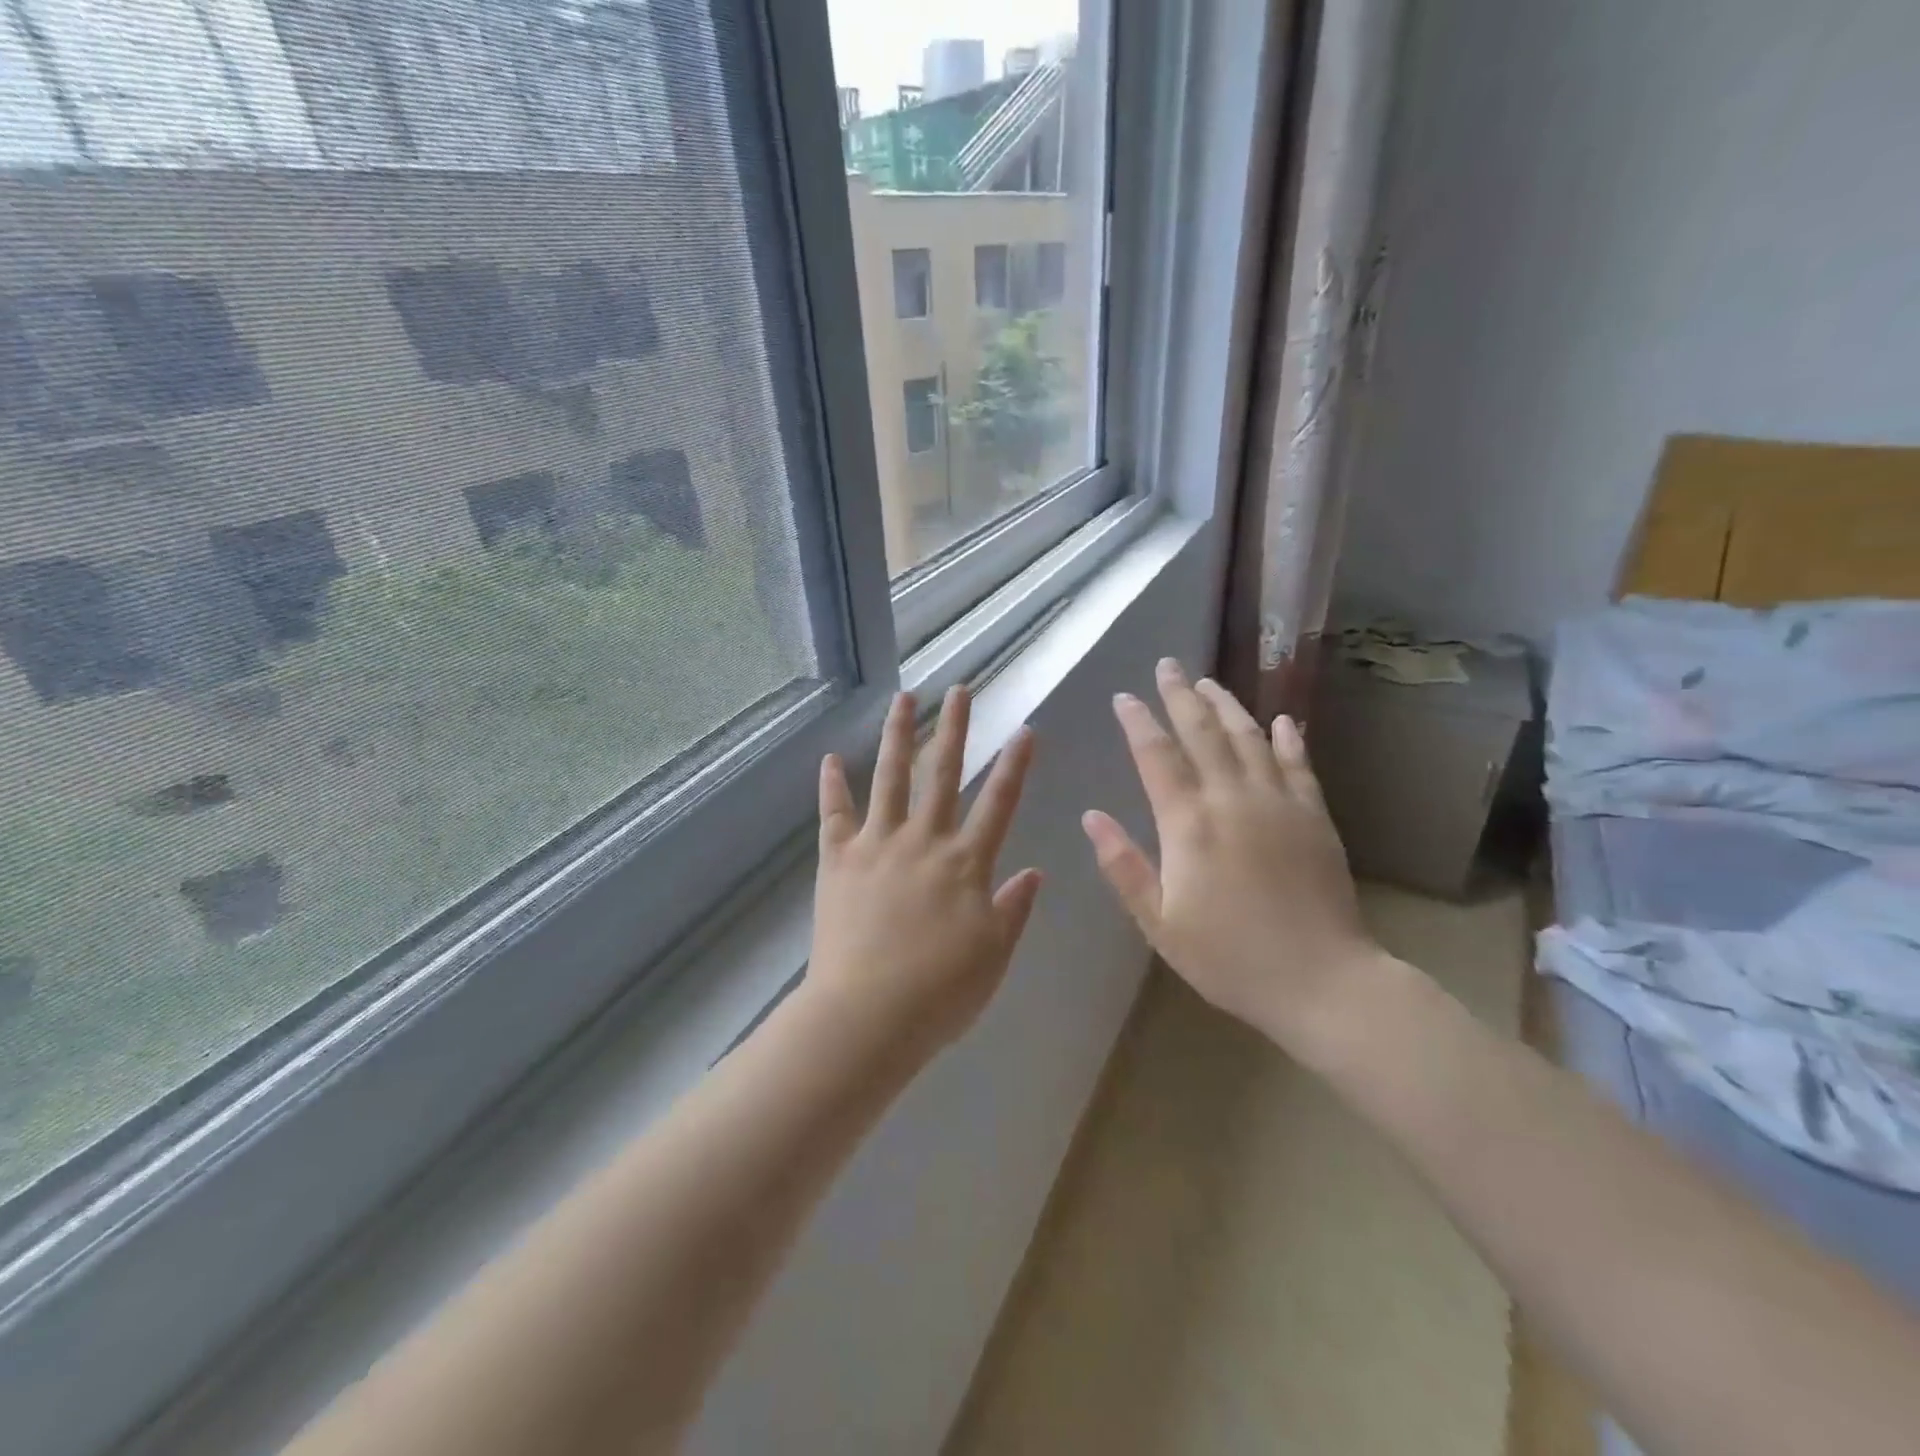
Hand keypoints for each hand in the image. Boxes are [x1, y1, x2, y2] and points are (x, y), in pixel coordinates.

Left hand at [809, 687, 1042, 1058]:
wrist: (868, 1015)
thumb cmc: (941, 993)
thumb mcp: (994, 955)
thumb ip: (1014, 909)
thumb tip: (1034, 871)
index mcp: (966, 863)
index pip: (999, 803)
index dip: (1014, 765)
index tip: (1024, 729)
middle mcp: (924, 841)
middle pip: (942, 773)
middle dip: (955, 728)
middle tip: (960, 690)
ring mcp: (877, 845)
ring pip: (890, 778)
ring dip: (897, 735)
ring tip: (903, 698)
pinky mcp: (838, 860)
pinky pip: (834, 814)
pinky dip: (831, 786)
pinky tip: (830, 758)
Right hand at [1081, 658, 1378, 1051]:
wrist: (1322, 982)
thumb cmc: (1229, 958)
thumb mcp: (1159, 922)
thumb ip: (1123, 865)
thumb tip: (1091, 817)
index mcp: (1189, 824)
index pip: (1157, 756)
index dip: (1138, 722)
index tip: (1124, 697)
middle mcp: (1233, 799)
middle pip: (1202, 733)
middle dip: (1180, 696)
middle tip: (1167, 666)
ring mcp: (1279, 803)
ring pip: (1249, 738)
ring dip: (1226, 706)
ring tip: (1208, 682)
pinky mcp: (1315, 816)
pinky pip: (1299, 764)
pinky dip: (1287, 738)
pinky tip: (1281, 720)